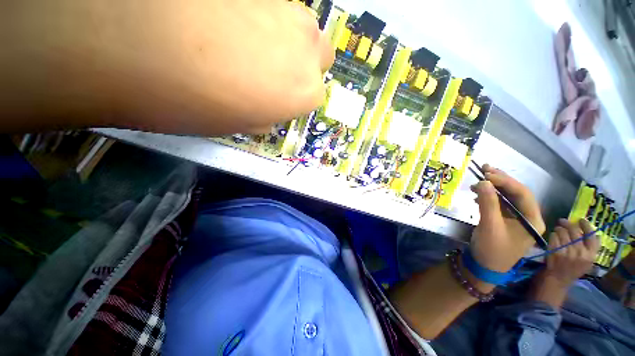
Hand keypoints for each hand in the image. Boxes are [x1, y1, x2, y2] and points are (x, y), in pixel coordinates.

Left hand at [2, 0, 333, 133]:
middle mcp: (307, 49)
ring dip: (285, 37)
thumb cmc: (194, 101)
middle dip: (304, 65)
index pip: (315, 96)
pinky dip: (261, 13)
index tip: (276, 99)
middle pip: (320, 56)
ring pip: (302, 26)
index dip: (295, 98)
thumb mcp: (238, 125)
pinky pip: (272, 3)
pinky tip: (226, 16)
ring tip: (246, 40)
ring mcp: (286, 7)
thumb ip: (265, 115)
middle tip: (272, 69)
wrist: (133, 38)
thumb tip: (267, 109)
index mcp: (305, 91)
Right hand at [470, 165, 545, 272]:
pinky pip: (499, 204)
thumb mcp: (489, 226)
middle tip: (485, 168)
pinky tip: (479, 193)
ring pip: (508, 197)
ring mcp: (516, 220)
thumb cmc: (491, 250)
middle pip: (517, 193)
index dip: (505, 181)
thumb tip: (484, 181)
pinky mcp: (505, 221)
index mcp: (533, 220)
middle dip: (501, 180)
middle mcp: (528, 218)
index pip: (523, 194)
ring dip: (494, 187)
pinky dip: (489, 196)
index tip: (487, 174)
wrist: (484, 267)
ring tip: (480, 178)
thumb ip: (488, 203)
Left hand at [529, 219, 598, 308]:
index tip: (581, 219)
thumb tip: (585, 229)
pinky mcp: (555, 251)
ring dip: (559, 228)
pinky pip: (553, 237)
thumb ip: (588, 247)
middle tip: (563, 221)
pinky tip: (553, 236)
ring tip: (558, 229)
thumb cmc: (573, 269)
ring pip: (562, 232)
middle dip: (568, 223)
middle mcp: (580, 252)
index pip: (592, 236)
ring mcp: (567, 252)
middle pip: (575, 231)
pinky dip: (552, 235)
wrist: (558, 279)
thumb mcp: (586, 260)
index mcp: (591, 255)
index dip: (586, 226)